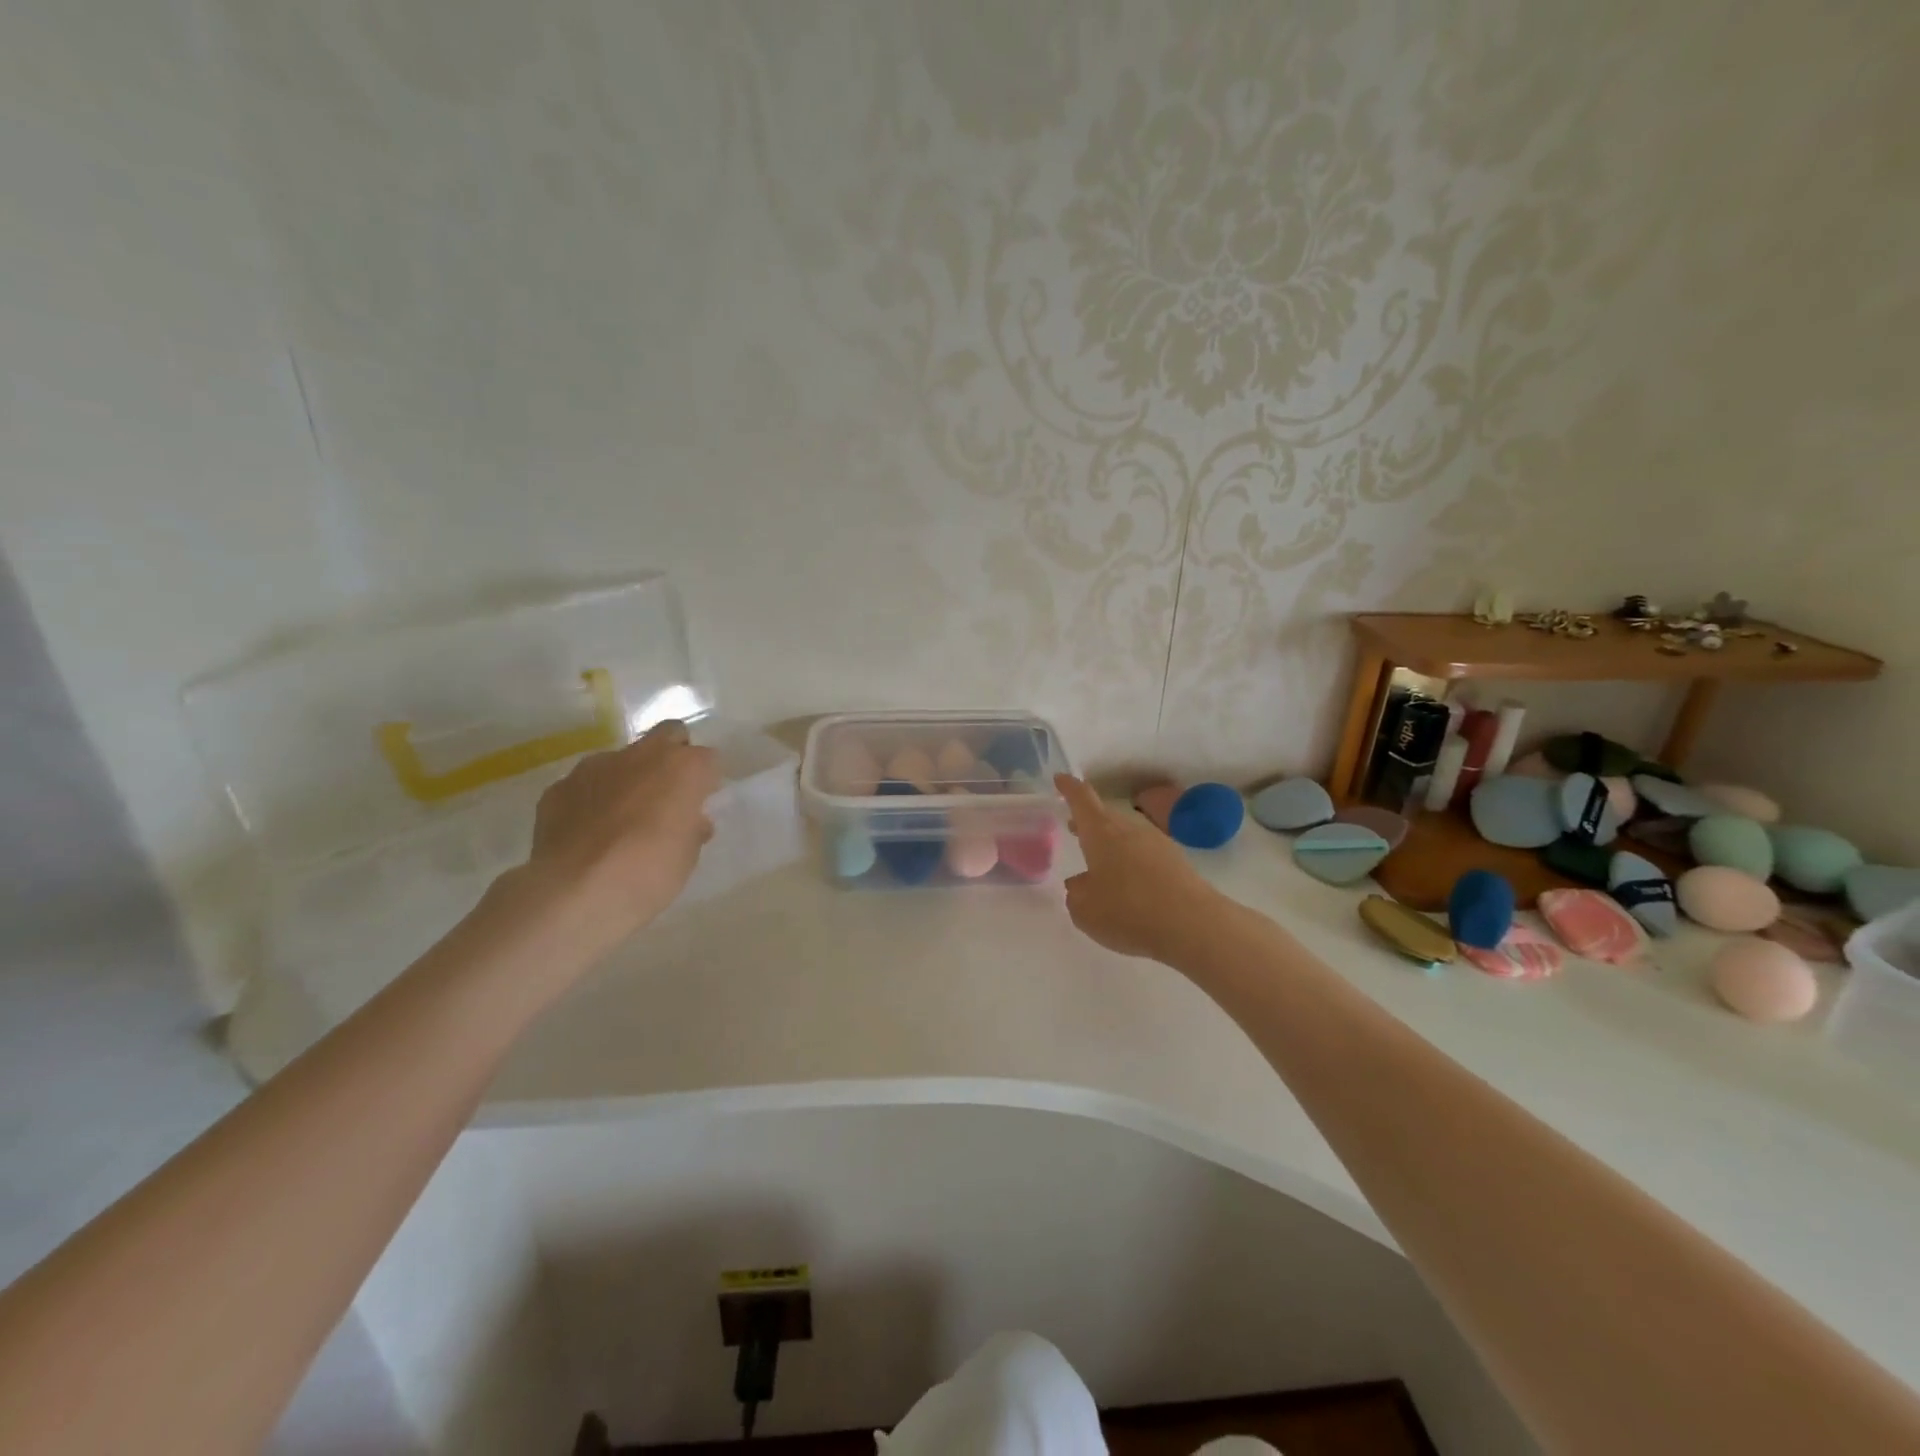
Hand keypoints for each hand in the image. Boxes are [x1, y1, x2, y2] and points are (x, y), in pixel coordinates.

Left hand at [522, 720, 720, 941]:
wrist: (575, 892)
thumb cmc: (649, 873)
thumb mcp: (687, 856)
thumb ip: (691, 828)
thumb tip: (691, 821)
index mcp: (685, 768)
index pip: (709, 759)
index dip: (706, 781)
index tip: (702, 803)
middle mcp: (643, 755)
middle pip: (669, 735)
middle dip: (673, 755)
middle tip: (669, 793)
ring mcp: (597, 766)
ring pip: (622, 758)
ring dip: (629, 777)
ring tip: (623, 817)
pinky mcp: (560, 786)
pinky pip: (586, 784)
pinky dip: (592, 799)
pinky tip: (588, 832)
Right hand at [1055, 774, 1221, 961]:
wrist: (1193, 925)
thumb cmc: (1128, 911)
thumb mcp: (1085, 910)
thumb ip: (1077, 893)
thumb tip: (1081, 883)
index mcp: (1101, 833)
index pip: (1082, 799)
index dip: (1069, 788)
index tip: (1060, 779)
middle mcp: (1129, 829)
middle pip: (1106, 815)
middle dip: (1088, 820)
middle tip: (1074, 827)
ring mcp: (1157, 843)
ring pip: (1127, 834)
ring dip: (1111, 842)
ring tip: (1100, 860)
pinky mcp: (1177, 862)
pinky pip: (1146, 853)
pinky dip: (1132, 861)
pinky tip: (1130, 884)